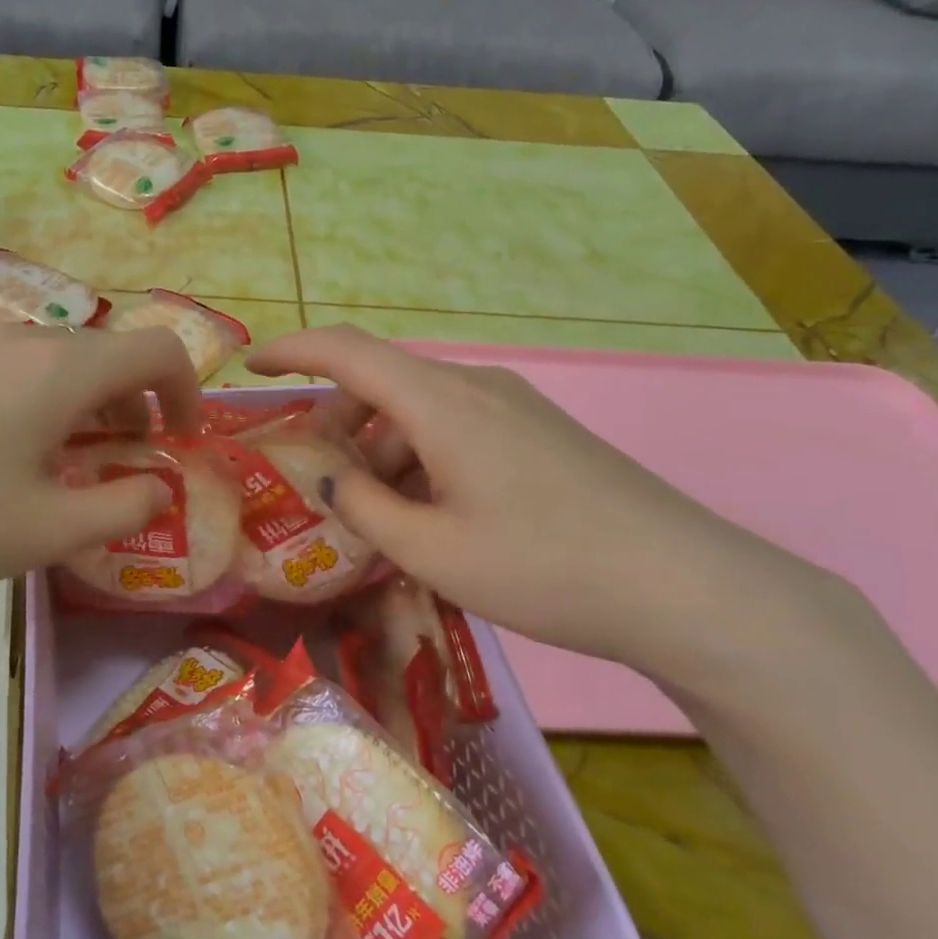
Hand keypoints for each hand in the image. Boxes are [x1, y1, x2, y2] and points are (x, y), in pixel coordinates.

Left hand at [0, 324, 201, 632]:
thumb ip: (125, 507)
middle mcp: (22, 341)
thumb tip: (160, 489)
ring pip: (60, 360)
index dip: (188, 391)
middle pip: (109, 353)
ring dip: (90, 403)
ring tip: (73, 463)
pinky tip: (9, 455)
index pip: (158, 349)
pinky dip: (44, 401)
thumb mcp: (51, 530)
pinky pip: (14, 369)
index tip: (182, 440)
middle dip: (138, 404)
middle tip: (131, 462)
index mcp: (63, 369)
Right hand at [249, 326, 832, 678]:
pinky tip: (428, 515)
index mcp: (442, 403)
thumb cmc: (543, 565)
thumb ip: (364, 508)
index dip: (292, 350)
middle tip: (314, 477)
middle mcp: (476, 388)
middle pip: (382, 382)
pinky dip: (420, 458)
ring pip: (420, 410)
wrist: (686, 588)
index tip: (251, 366)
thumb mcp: (431, 550)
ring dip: (380, 447)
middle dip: (336, 421)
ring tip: (372, 514)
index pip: (347, 351)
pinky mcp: (539, 434)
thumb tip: (333, 476)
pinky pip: (456, 429)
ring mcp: (514, 408)